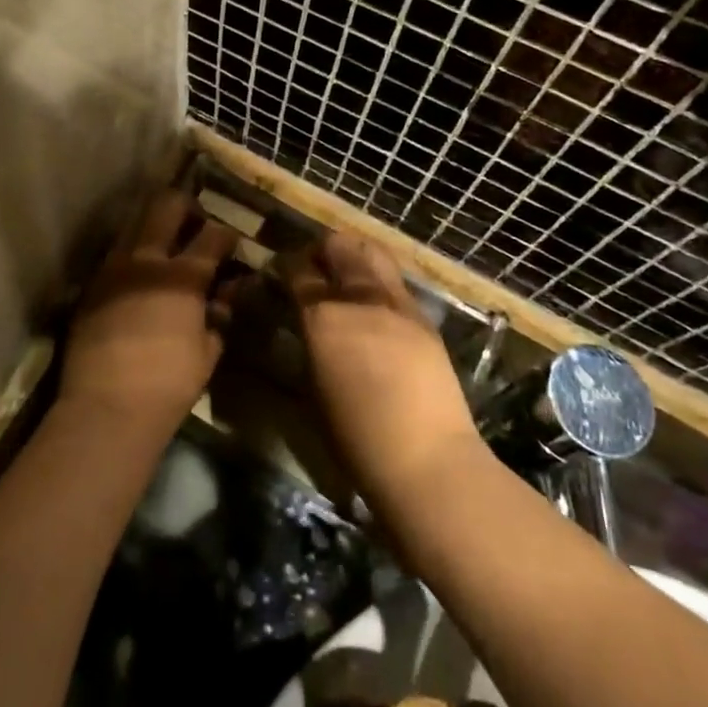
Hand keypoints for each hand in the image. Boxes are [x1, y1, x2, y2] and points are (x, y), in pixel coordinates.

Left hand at [59, 190, 237, 438]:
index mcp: (183, 276)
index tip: (231, 242)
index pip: (213, 235)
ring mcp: (113, 268)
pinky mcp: (91, 285)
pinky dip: (130, 255)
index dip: (227, 234)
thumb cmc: (168, 384)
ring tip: (162, 245)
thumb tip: (224, 296)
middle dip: (186, 206)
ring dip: (152, 226)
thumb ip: (218, 316)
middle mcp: (147, 259)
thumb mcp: (207, 351)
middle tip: (194, 222)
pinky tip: (137, 276)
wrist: (106, 407)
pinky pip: (114, 255)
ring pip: (134, 223)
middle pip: (167, 205)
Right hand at [281, 232, 482, 511]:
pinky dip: (379, 281)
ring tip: (346, 274)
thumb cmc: (357, 439)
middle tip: (314, 266)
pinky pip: (396, 282)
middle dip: (321, 249)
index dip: (285, 265)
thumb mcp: (314, 388)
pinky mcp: (424, 317)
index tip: (280, 271)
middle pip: (338, 247)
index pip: (297, 270)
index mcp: (322, 317)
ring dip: (354, 255)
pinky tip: (376, 306)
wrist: (427, 460)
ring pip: (372, 253)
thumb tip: (305, 325)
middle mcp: (358, 298)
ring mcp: (396, 303)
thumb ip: (309, 344)